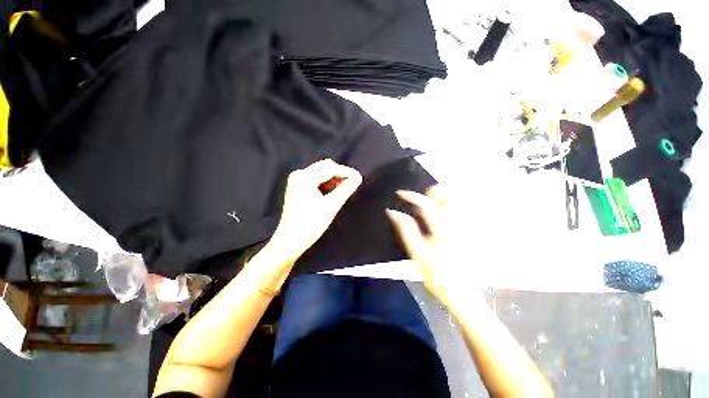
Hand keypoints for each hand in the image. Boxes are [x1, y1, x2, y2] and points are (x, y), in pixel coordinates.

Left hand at [268, 159, 361, 263]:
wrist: (290, 241)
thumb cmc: (311, 224)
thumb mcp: (331, 205)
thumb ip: (345, 189)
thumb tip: (358, 177)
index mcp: (305, 177)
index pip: (330, 169)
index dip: (346, 172)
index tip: (359, 177)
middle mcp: (299, 174)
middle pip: (325, 168)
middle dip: (340, 174)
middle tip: (354, 182)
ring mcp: (297, 180)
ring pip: (321, 173)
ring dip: (334, 178)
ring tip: (346, 187)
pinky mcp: (298, 187)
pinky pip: (316, 179)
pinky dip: (327, 183)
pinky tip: (335, 189)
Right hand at [386, 186, 477, 308]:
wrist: (464, 297)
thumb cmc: (438, 277)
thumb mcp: (418, 255)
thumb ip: (407, 230)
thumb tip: (394, 213)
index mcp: (443, 228)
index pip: (426, 204)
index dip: (411, 196)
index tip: (399, 193)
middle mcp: (456, 224)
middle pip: (446, 196)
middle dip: (430, 193)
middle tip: (416, 199)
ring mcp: (464, 228)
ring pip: (452, 202)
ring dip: (437, 199)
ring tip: (423, 207)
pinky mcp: (467, 234)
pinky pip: (456, 212)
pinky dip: (444, 208)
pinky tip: (435, 218)